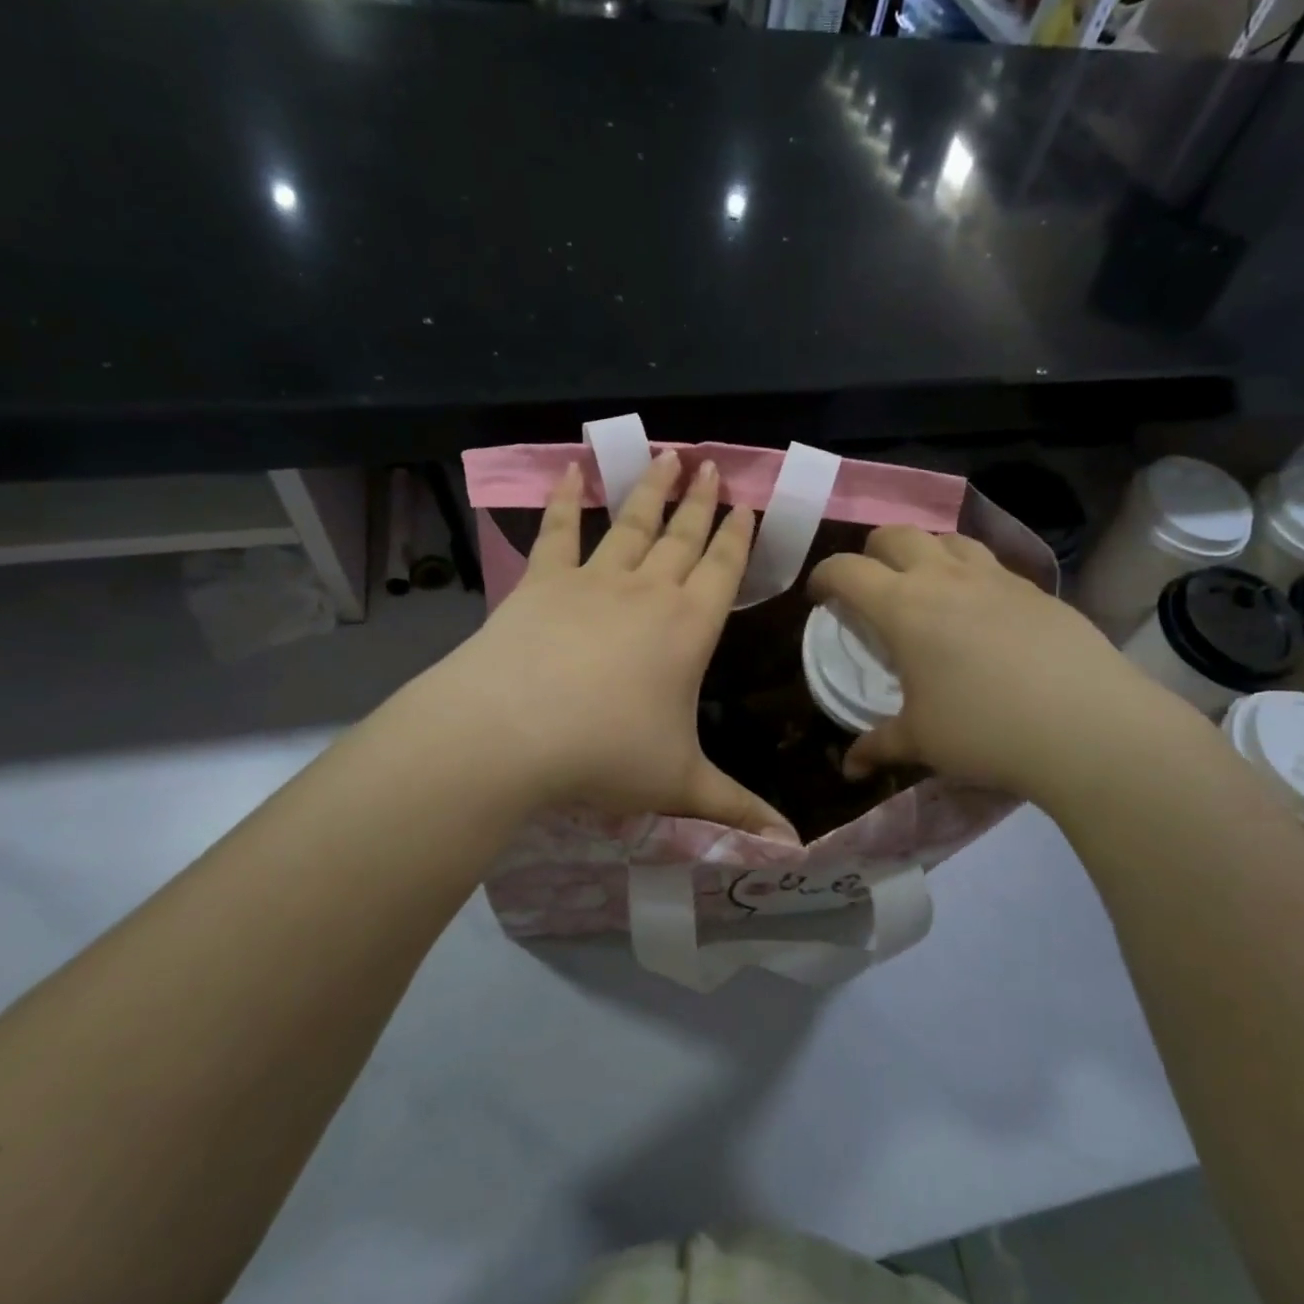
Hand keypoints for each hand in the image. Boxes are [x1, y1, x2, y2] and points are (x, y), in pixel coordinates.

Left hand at [420, 451, 797, 842]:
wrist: (510, 732)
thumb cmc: (605, 754)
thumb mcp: (680, 785)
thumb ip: (738, 810)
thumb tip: (793, 847)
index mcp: (689, 628)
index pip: (724, 570)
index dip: (738, 537)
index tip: (747, 504)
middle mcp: (647, 592)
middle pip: (683, 536)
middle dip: (702, 501)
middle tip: (713, 465)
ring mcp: (592, 580)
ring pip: (631, 523)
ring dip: (651, 490)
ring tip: (667, 456)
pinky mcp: (541, 582)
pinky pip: (556, 531)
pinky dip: (563, 498)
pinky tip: (570, 470)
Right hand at [807, 526, 1207, 810]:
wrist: (1088, 726)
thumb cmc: (985, 730)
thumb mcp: (922, 741)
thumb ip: (879, 745)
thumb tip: (848, 768)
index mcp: (903, 606)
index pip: (846, 570)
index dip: (824, 576)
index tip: (820, 597)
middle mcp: (944, 577)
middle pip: (895, 534)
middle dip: (871, 553)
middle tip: (871, 588)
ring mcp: (995, 577)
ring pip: (947, 538)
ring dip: (924, 552)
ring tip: (926, 587)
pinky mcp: (1035, 589)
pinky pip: (990, 562)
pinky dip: (969, 573)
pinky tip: (981, 611)